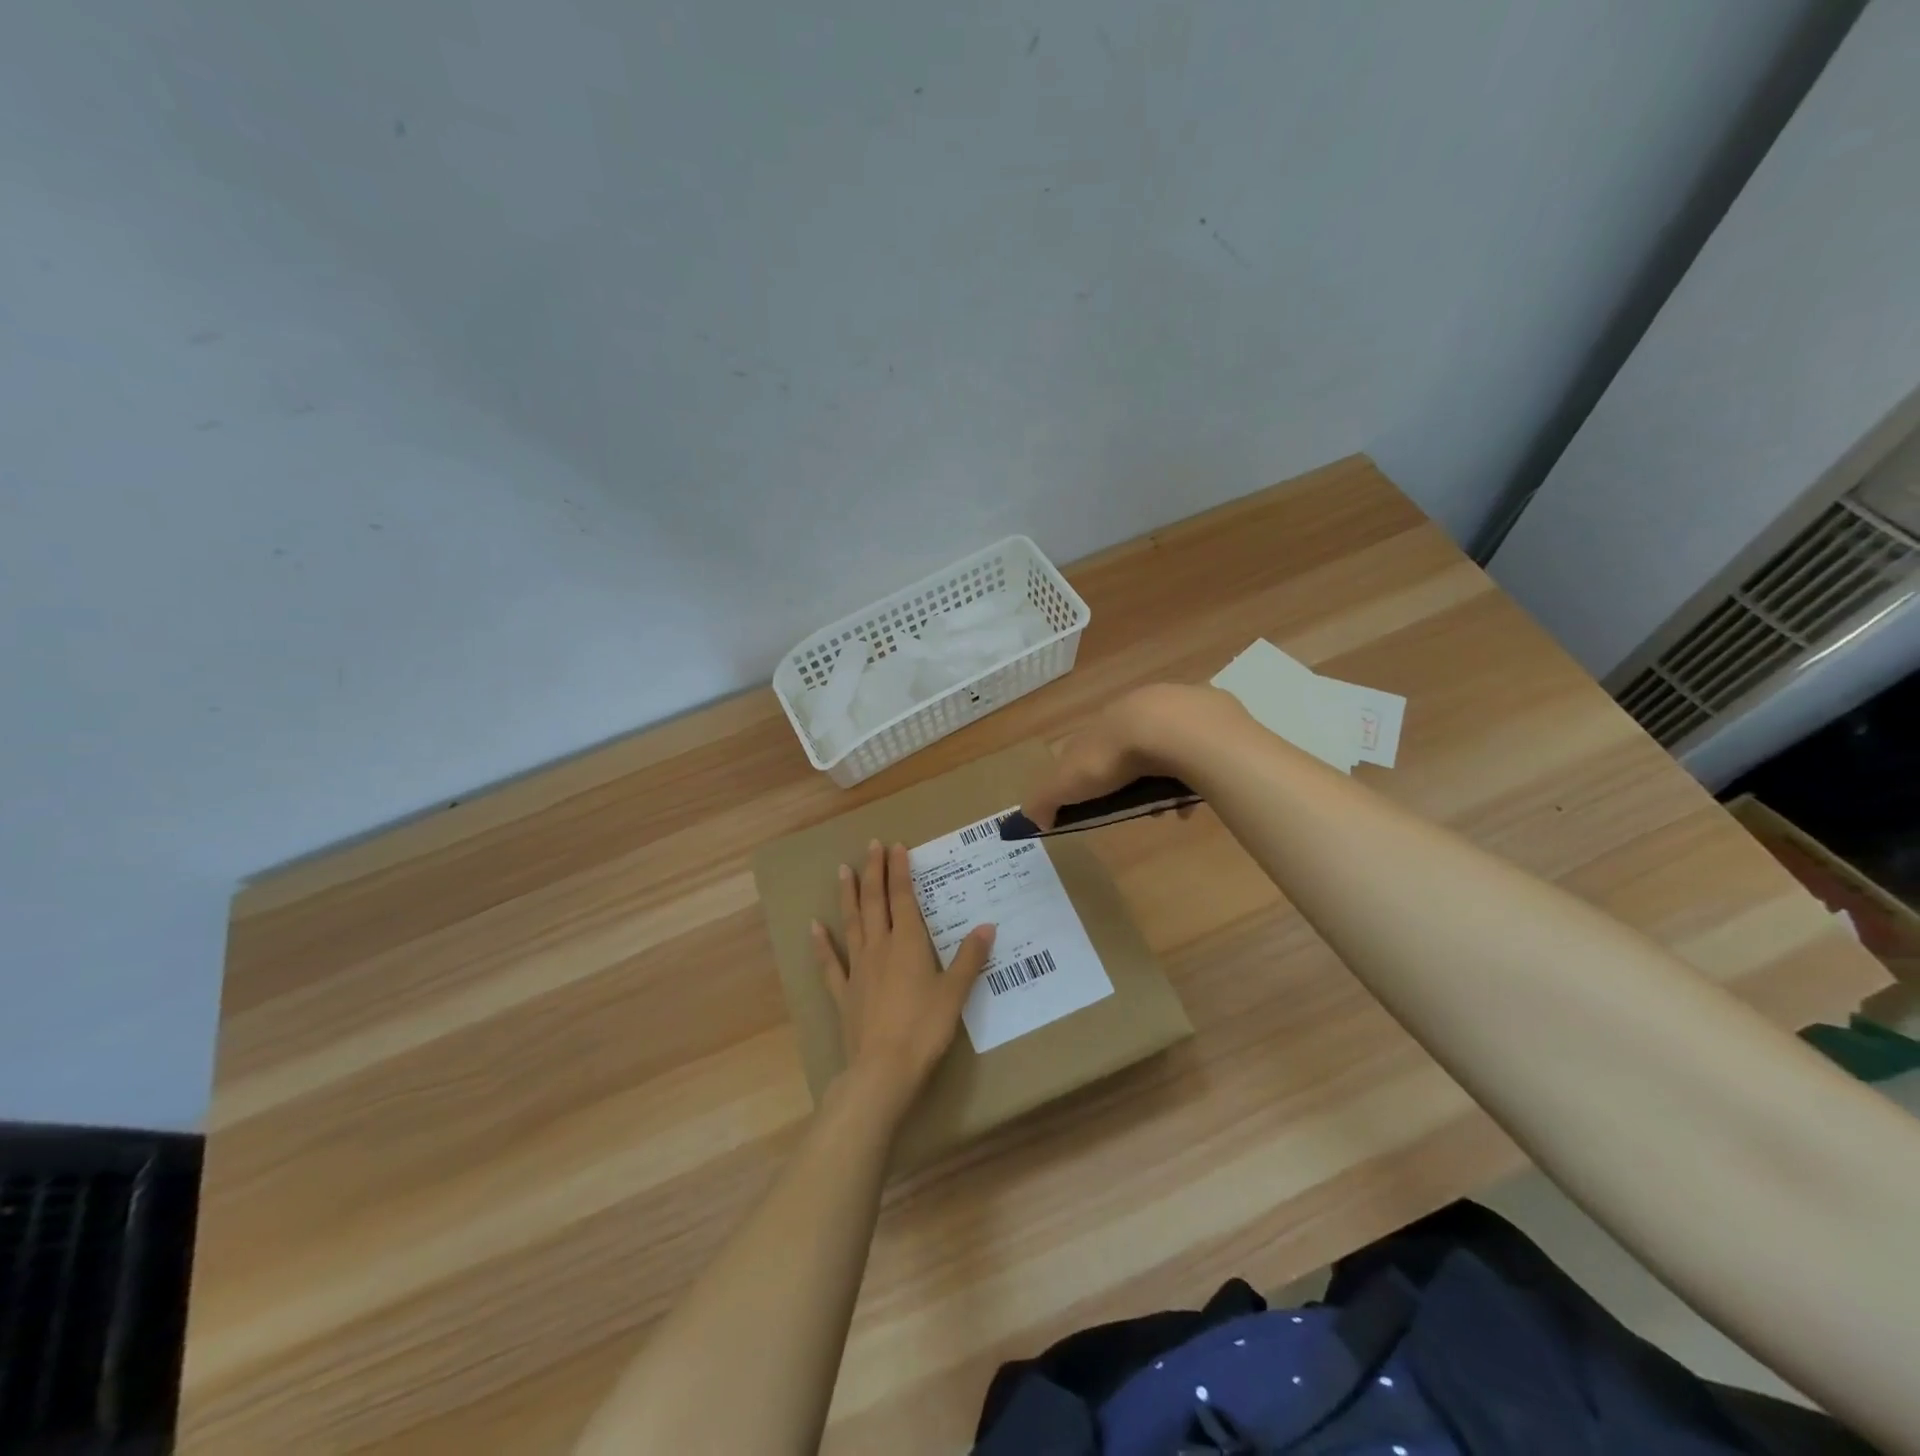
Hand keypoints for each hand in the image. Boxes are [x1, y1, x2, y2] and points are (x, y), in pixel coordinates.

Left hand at [812, 840, 995, 1121]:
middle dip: (874, 871)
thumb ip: (970, 958)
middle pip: (875, 902)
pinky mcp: (844, 993)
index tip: (896, 847)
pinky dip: (822, 944)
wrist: (883, 1069)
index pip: (903, 897)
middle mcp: (880, 947)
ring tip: (843, 869)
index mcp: (908, 943)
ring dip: (848, 895)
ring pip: (852, 923)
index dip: (899, 871)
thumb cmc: (924, 1028)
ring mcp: (858, 969)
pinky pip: (830, 963)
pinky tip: (814, 927)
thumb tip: (987, 926)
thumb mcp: (955, 993)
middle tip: (871, 845)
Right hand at [1020, 683, 1241, 829]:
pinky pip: (1202, 750)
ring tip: (1169, 808)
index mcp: (1105, 720)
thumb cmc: (1115, 755)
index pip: (1093, 745)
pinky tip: (1194, 799)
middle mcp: (1139, 706)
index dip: (1093, 775)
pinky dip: (1196, 775)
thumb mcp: (1068, 781)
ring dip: (1166, 779)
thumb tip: (1031, 818)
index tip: (1098, 803)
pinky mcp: (1213, 715)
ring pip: (1169, 748)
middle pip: (1133, 747)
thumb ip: (1046, 798)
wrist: (1175, 730)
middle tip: (1139, 809)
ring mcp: (1178, 707)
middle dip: (1133, 779)